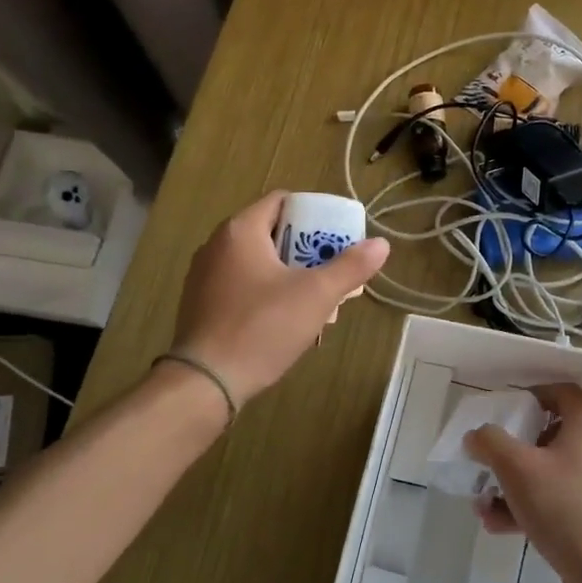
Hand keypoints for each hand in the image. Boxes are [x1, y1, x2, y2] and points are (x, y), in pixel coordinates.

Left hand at [171, 191, 388, 406]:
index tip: (335, 237)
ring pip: (256, 261)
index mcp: (240, 230)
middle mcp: (216, 244)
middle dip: (304, 249)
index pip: (282, 201)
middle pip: (271, 232)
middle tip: (330, 271)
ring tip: (313, 299)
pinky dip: (264, 291)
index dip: (313, 214)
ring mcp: (204, 275)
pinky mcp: (200, 303)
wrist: (206, 381)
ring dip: (287, 273)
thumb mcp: (316, 295)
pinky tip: (282, 319)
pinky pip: (240, 284)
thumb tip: (381, 245)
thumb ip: (350, 267)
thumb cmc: (263, 327)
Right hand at [466, 383, 581, 582]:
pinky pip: (559, 500)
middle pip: (551, 435)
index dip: (532, 395)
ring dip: (515, 484)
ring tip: (484, 504)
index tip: (505, 411)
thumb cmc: (564, 506)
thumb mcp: (517, 468)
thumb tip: (476, 435)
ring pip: (551, 473)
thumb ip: (491, 443)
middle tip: (489, 461)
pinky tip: (499, 525)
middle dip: (513, 451)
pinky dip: (531, 506)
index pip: (562, 392)